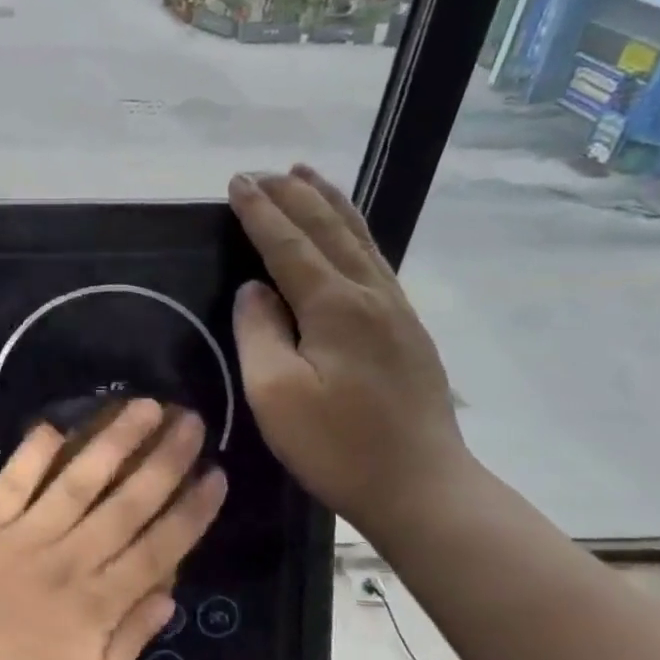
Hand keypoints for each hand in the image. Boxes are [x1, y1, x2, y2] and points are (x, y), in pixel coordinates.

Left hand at [0, 400, 225, 659]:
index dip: (191, 510)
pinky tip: (54, 424)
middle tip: (190, 419)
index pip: (159, 547)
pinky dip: (32, 453)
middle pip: (126, 502)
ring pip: (78, 480)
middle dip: (165, 459)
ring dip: (113, 441)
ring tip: (142, 405)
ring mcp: (22, 537)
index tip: (216, 473)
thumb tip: (169, 597)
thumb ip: (129, 644)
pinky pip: (12, 482)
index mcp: (99, 605)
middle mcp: (69, 559)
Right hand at [228, 167, 473, 538]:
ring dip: (328, 203)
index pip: (288, 244)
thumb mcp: (276, 394)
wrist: (422, 488)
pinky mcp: (407, 330)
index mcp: (336, 306)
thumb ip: (259, 332)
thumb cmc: (338, 446)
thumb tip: (254, 289)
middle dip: (293, 195)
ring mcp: (396, 310)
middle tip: (263, 171)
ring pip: (359, 238)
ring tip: (305, 176)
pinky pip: (374, 260)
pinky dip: (352, 231)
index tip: (236, 182)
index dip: (260, 212)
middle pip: (329, 229)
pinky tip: (346, 233)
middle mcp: (371, 294)